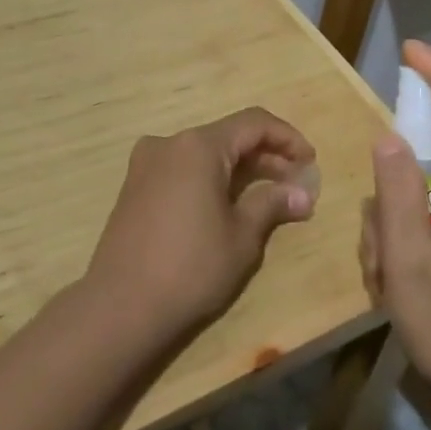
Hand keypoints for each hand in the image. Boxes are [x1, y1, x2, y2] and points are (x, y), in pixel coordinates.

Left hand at [85, 108, 318, 343]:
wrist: (120, 306)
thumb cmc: (190, 268)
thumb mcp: (242, 237)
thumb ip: (272, 204)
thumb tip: (302, 193)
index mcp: (198, 146)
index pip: (253, 123)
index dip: (287, 138)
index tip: (310, 161)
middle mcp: (169, 143)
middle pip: (228, 136)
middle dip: (265, 156)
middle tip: (296, 183)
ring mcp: (146, 163)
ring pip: (205, 153)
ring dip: (239, 168)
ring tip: (267, 196)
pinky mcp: (135, 186)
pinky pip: (183, 169)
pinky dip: (211, 178)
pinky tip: (227, 205)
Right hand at [361, 42, 430, 420]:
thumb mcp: (411, 268)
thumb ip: (398, 197)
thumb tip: (389, 135)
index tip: (409, 52)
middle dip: (395, 186)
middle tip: (376, 247)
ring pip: (428, 193)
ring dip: (394, 224)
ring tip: (385, 280)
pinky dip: (406, 240)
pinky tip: (395, 286)